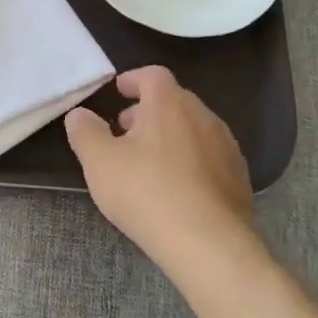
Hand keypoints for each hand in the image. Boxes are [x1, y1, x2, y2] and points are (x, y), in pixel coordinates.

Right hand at [65, 66, 254, 270]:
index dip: (133, 80)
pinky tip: (177, 188)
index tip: (118, 92)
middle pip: (174, 100)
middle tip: (125, 131)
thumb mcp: (99, 162)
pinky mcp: (238, 176)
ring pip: (193, 128)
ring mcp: (226, 145)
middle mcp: (203, 115)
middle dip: (148, 110)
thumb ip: (85, 132)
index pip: (152, 75)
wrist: (207, 243)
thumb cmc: (146, 192)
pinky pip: (209, 156)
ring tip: (149, 162)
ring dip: (170, 136)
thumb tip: (79, 114)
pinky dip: (190, 160)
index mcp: (169, 103)